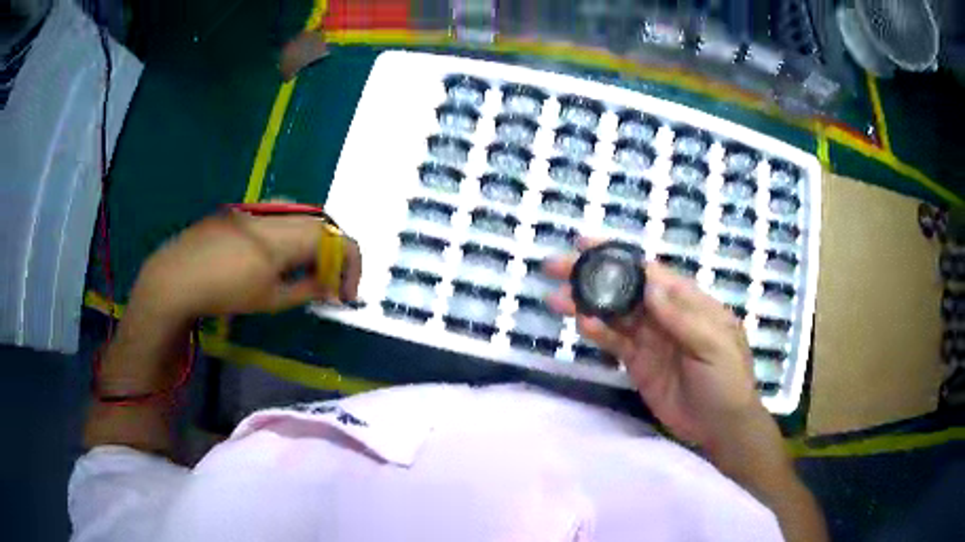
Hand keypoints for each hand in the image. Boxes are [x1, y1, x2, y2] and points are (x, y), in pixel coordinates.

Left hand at [132, 210, 361, 319]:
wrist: (177, 275)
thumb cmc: (224, 292)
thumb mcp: (269, 299)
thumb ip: (305, 289)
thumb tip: (330, 287)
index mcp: (287, 235)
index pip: (337, 238)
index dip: (351, 265)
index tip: (346, 294)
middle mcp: (278, 213)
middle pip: (322, 223)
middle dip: (334, 254)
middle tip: (329, 283)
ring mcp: (259, 208)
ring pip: (302, 215)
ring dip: (314, 241)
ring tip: (307, 269)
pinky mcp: (244, 211)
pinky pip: (280, 216)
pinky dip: (292, 234)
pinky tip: (279, 256)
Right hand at [543, 239, 761, 449]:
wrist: (719, 427)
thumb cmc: (726, 380)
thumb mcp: (714, 345)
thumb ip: (682, 317)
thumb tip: (649, 284)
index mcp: (688, 301)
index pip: (649, 271)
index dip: (617, 256)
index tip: (584, 243)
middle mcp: (665, 313)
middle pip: (624, 288)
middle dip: (591, 275)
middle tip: (555, 267)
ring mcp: (649, 338)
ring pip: (613, 314)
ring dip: (585, 304)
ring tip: (556, 299)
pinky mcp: (637, 362)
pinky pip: (613, 343)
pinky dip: (597, 333)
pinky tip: (581, 326)